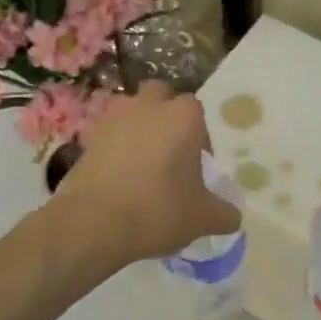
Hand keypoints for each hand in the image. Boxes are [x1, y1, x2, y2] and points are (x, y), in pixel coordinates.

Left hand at [51, 82, 240, 268]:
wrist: (93, 223)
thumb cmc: (158, 211)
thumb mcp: (203, 218)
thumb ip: (224, 213)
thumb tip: (233, 216)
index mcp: (182, 117)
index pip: (197, 110)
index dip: (199, 134)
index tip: (197, 163)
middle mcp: (148, 106)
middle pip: (161, 96)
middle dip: (166, 116)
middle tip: (170, 152)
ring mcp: (114, 118)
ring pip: (131, 110)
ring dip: (138, 127)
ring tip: (142, 163)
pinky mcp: (87, 136)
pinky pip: (108, 133)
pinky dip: (114, 146)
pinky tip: (119, 176)